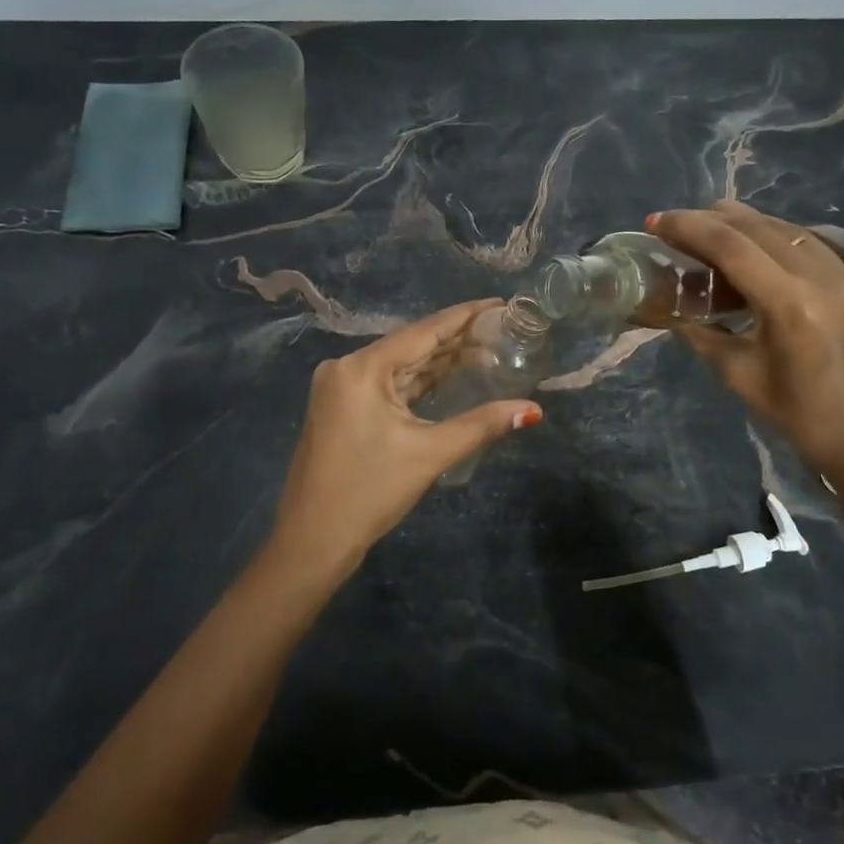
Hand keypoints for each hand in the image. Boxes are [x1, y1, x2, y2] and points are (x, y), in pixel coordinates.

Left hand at [265, 300, 541, 580]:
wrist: (312, 541)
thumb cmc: (369, 492)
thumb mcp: (429, 454)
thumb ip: (482, 425)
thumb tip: (532, 411)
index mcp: (362, 368)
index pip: (424, 332)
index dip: (465, 316)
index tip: (499, 303)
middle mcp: (346, 367)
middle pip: (411, 345)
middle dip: (456, 340)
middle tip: (502, 329)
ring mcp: (340, 388)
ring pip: (400, 366)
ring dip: (439, 362)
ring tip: (486, 349)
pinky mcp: (341, 407)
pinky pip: (387, 384)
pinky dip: (418, 382)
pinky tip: (449, 376)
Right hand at [650, 201, 843, 489]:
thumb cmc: (800, 417)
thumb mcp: (739, 376)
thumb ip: (703, 335)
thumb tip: (672, 313)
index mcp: (788, 301)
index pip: (729, 244)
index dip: (687, 227)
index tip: (654, 223)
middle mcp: (818, 275)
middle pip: (755, 225)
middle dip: (709, 218)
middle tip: (674, 228)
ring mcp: (842, 275)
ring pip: (782, 227)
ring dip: (740, 224)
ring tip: (706, 235)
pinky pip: (805, 242)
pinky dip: (770, 237)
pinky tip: (751, 252)